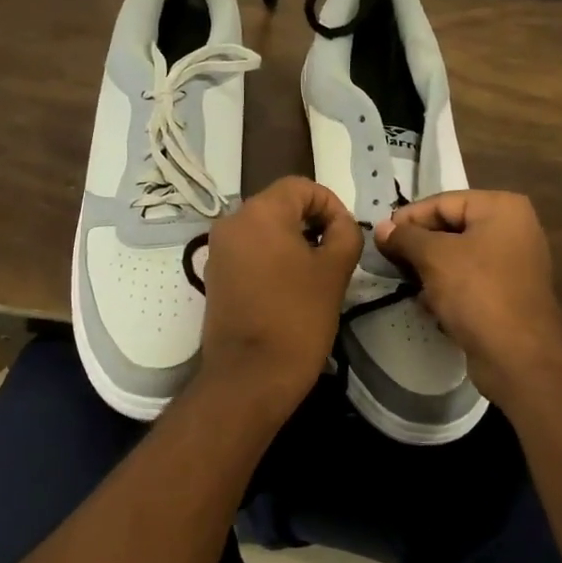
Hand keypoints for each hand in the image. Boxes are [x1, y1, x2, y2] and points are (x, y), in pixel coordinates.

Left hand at [198, 176, 362, 419]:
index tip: (346, 236)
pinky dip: (272, 259)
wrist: (250, 376)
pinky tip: (290, 289)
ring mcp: (218, 250)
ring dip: (293, 242)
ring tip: (316, 274)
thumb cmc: (297, 318)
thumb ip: (345, 233)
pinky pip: (249, 252)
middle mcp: (231, 222)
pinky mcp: (215, 276)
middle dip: (312, 222)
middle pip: (279, 205)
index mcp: (259, 212)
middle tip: (335, 255)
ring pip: (264, 229)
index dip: (330, 205)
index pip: (301, 187)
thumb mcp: (335, 271)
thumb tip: (340, 224)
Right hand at [375, 190, 561, 400]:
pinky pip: (468, 281)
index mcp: (501, 208)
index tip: (379, 239)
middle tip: (388, 262)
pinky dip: (446, 289)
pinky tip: (428, 306)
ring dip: (428, 271)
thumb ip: (405, 237)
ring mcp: (512, 263)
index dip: (407, 219)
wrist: (518, 356)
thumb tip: (382, 228)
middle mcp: (512, 228)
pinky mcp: (506, 293)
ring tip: (406, 284)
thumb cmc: (477, 292)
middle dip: (417, 246)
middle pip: (450, 228)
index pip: (441, 202)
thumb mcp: (434, 257)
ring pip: (456, 257)